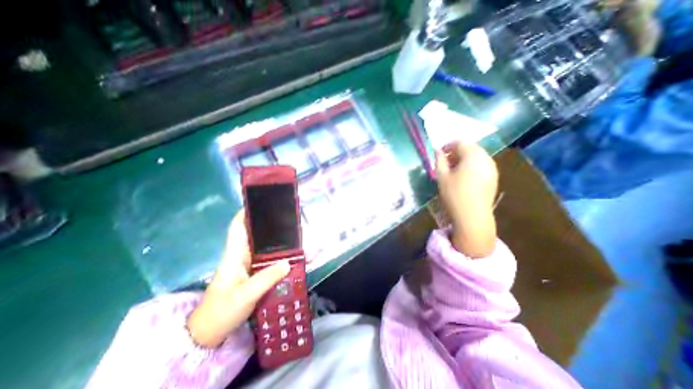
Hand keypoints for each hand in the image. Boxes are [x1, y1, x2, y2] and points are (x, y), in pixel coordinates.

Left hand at [186, 211, 288, 348]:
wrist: (210, 335)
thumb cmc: (220, 312)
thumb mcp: (244, 296)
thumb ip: (266, 279)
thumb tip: (288, 262)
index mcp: (234, 255)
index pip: (238, 228)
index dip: (246, 213)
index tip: (261, 203)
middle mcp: (242, 256)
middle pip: (257, 235)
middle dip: (272, 226)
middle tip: (290, 220)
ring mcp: (249, 266)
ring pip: (266, 248)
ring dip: (280, 243)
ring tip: (298, 237)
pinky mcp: (255, 274)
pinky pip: (270, 261)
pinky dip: (282, 258)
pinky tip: (295, 258)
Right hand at [432, 142, 498, 257]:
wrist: (473, 217)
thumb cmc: (454, 194)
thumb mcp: (442, 177)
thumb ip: (439, 161)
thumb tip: (437, 151)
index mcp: (473, 155)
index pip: (461, 142)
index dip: (448, 145)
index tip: (439, 154)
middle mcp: (486, 158)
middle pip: (470, 148)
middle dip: (456, 152)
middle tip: (444, 163)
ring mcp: (492, 168)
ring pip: (476, 157)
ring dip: (463, 160)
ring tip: (452, 171)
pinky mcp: (494, 178)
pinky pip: (481, 166)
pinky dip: (471, 167)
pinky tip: (463, 179)